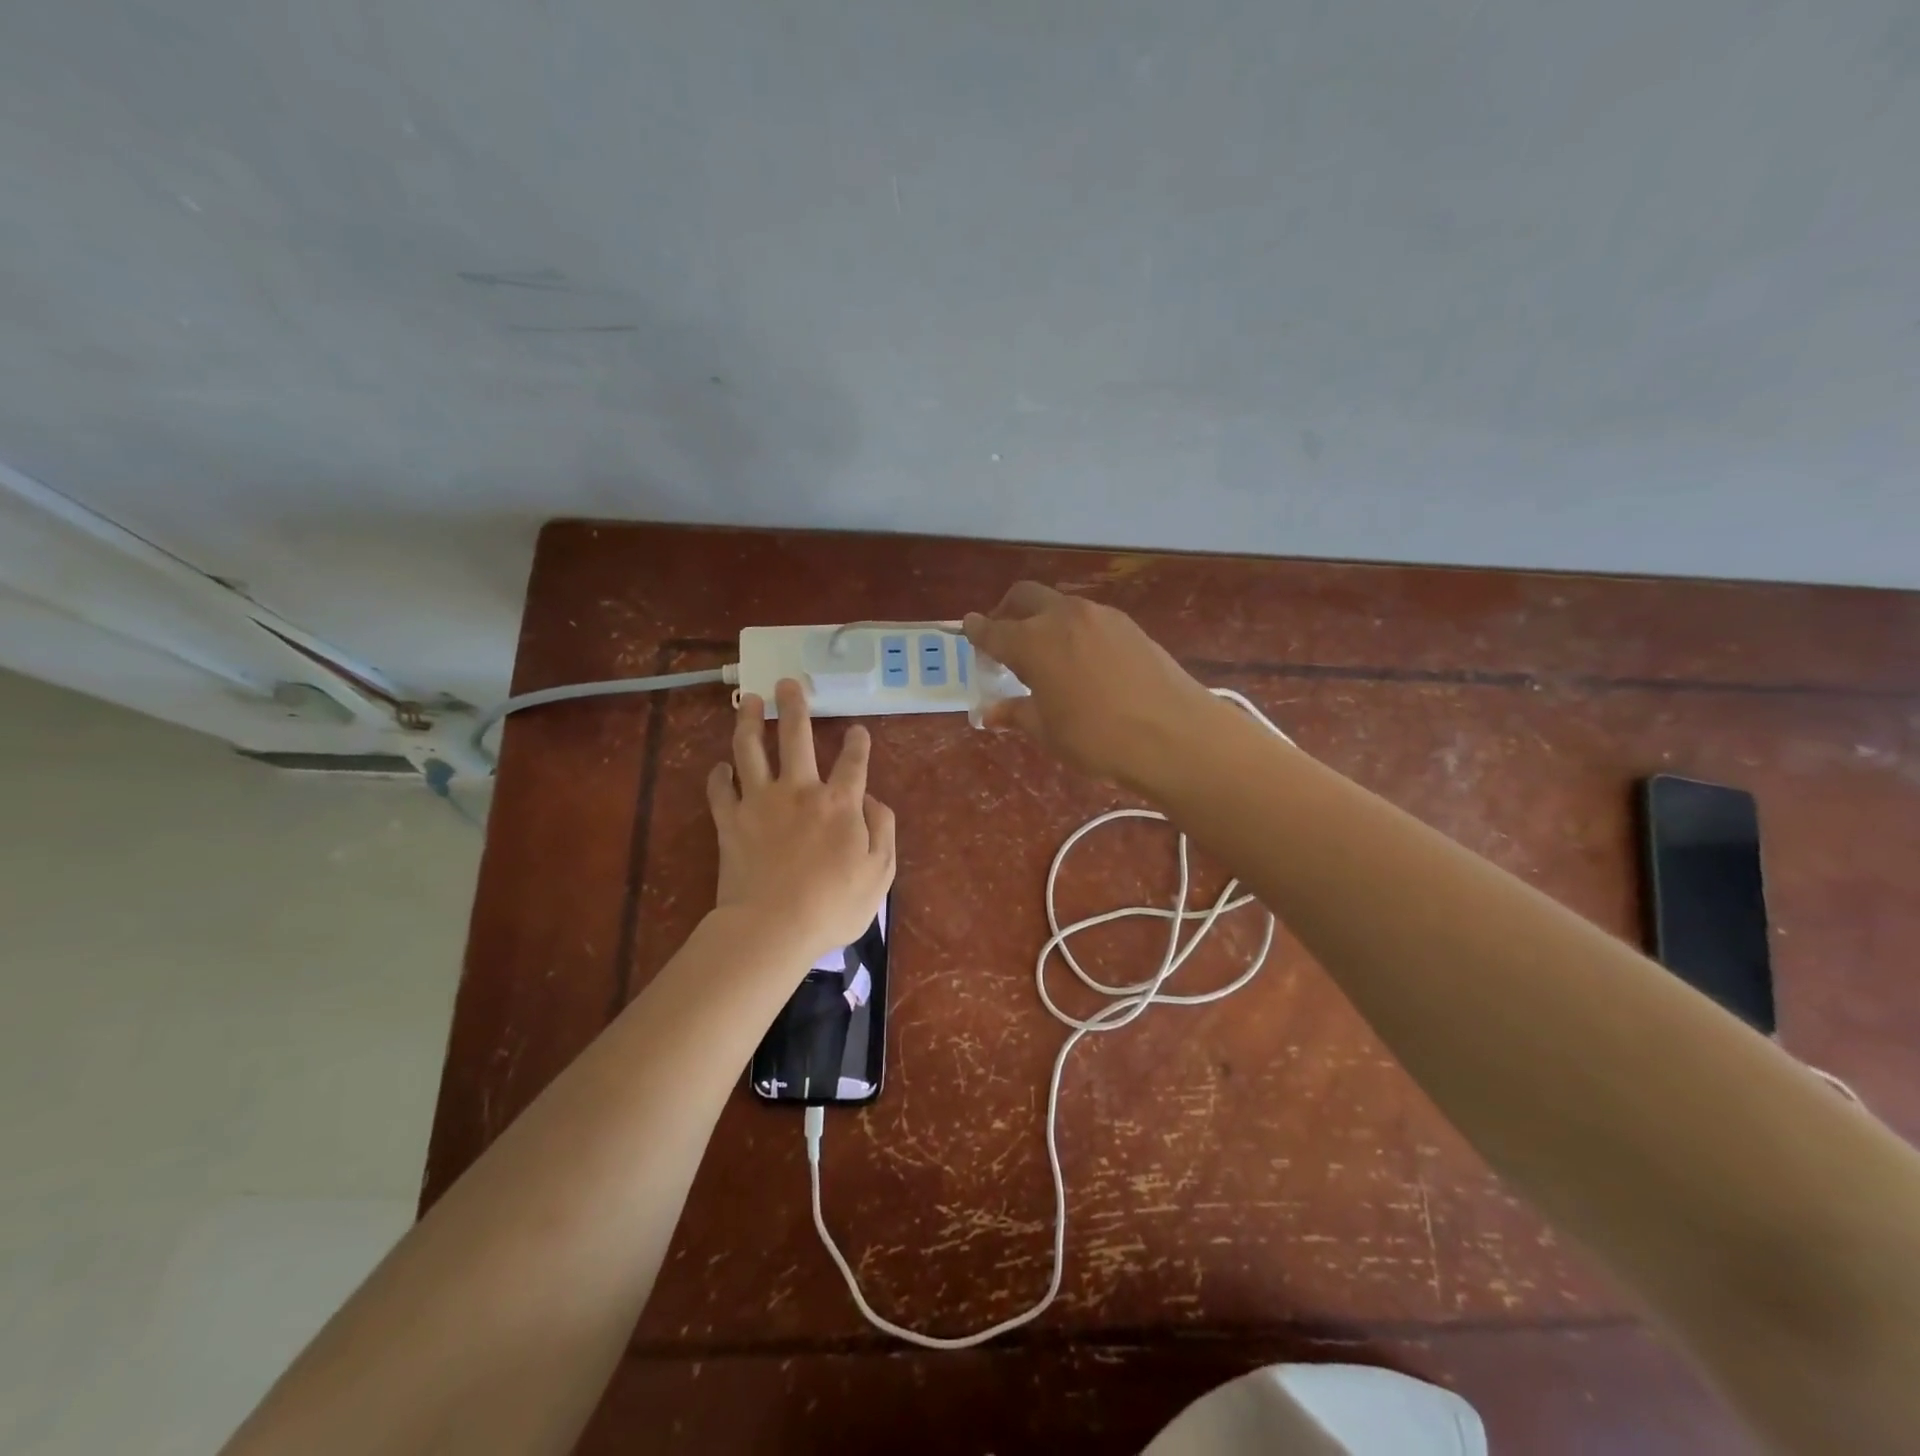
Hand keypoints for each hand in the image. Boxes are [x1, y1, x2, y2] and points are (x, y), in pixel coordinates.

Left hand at [707, 680, 896, 965]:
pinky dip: (719, 774)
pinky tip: (721, 766)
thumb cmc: (833, 905)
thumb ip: (883, 830)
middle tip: (789, 683)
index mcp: (840, 803)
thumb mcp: (880, 873)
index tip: (857, 730)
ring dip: (749, 721)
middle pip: (796, 736)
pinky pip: (720, 789)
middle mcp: (800, 790)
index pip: (853, 762)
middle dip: (795, 705)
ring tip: (749, 700)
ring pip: (751, 749)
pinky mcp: (730, 820)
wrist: (773, 927)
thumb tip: (873, 800)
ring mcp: (760, 801)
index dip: (858, 743)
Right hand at [963, 583, 1216, 788]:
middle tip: (1002, 636)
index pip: (994, 630)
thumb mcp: (1048, 732)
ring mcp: (1101, 616)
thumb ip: (1016, 714)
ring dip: (1042, 619)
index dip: (977, 632)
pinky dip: (1072, 629)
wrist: (1176, 736)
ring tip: (1044, 652)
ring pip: (1059, 605)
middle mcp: (1064, 617)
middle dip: (1007, 611)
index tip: (967, 629)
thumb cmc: (1099, 739)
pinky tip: (1080, 659)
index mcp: (1034, 641)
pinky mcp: (1129, 625)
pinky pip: (1088, 618)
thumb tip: (990, 712)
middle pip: (1025, 597)